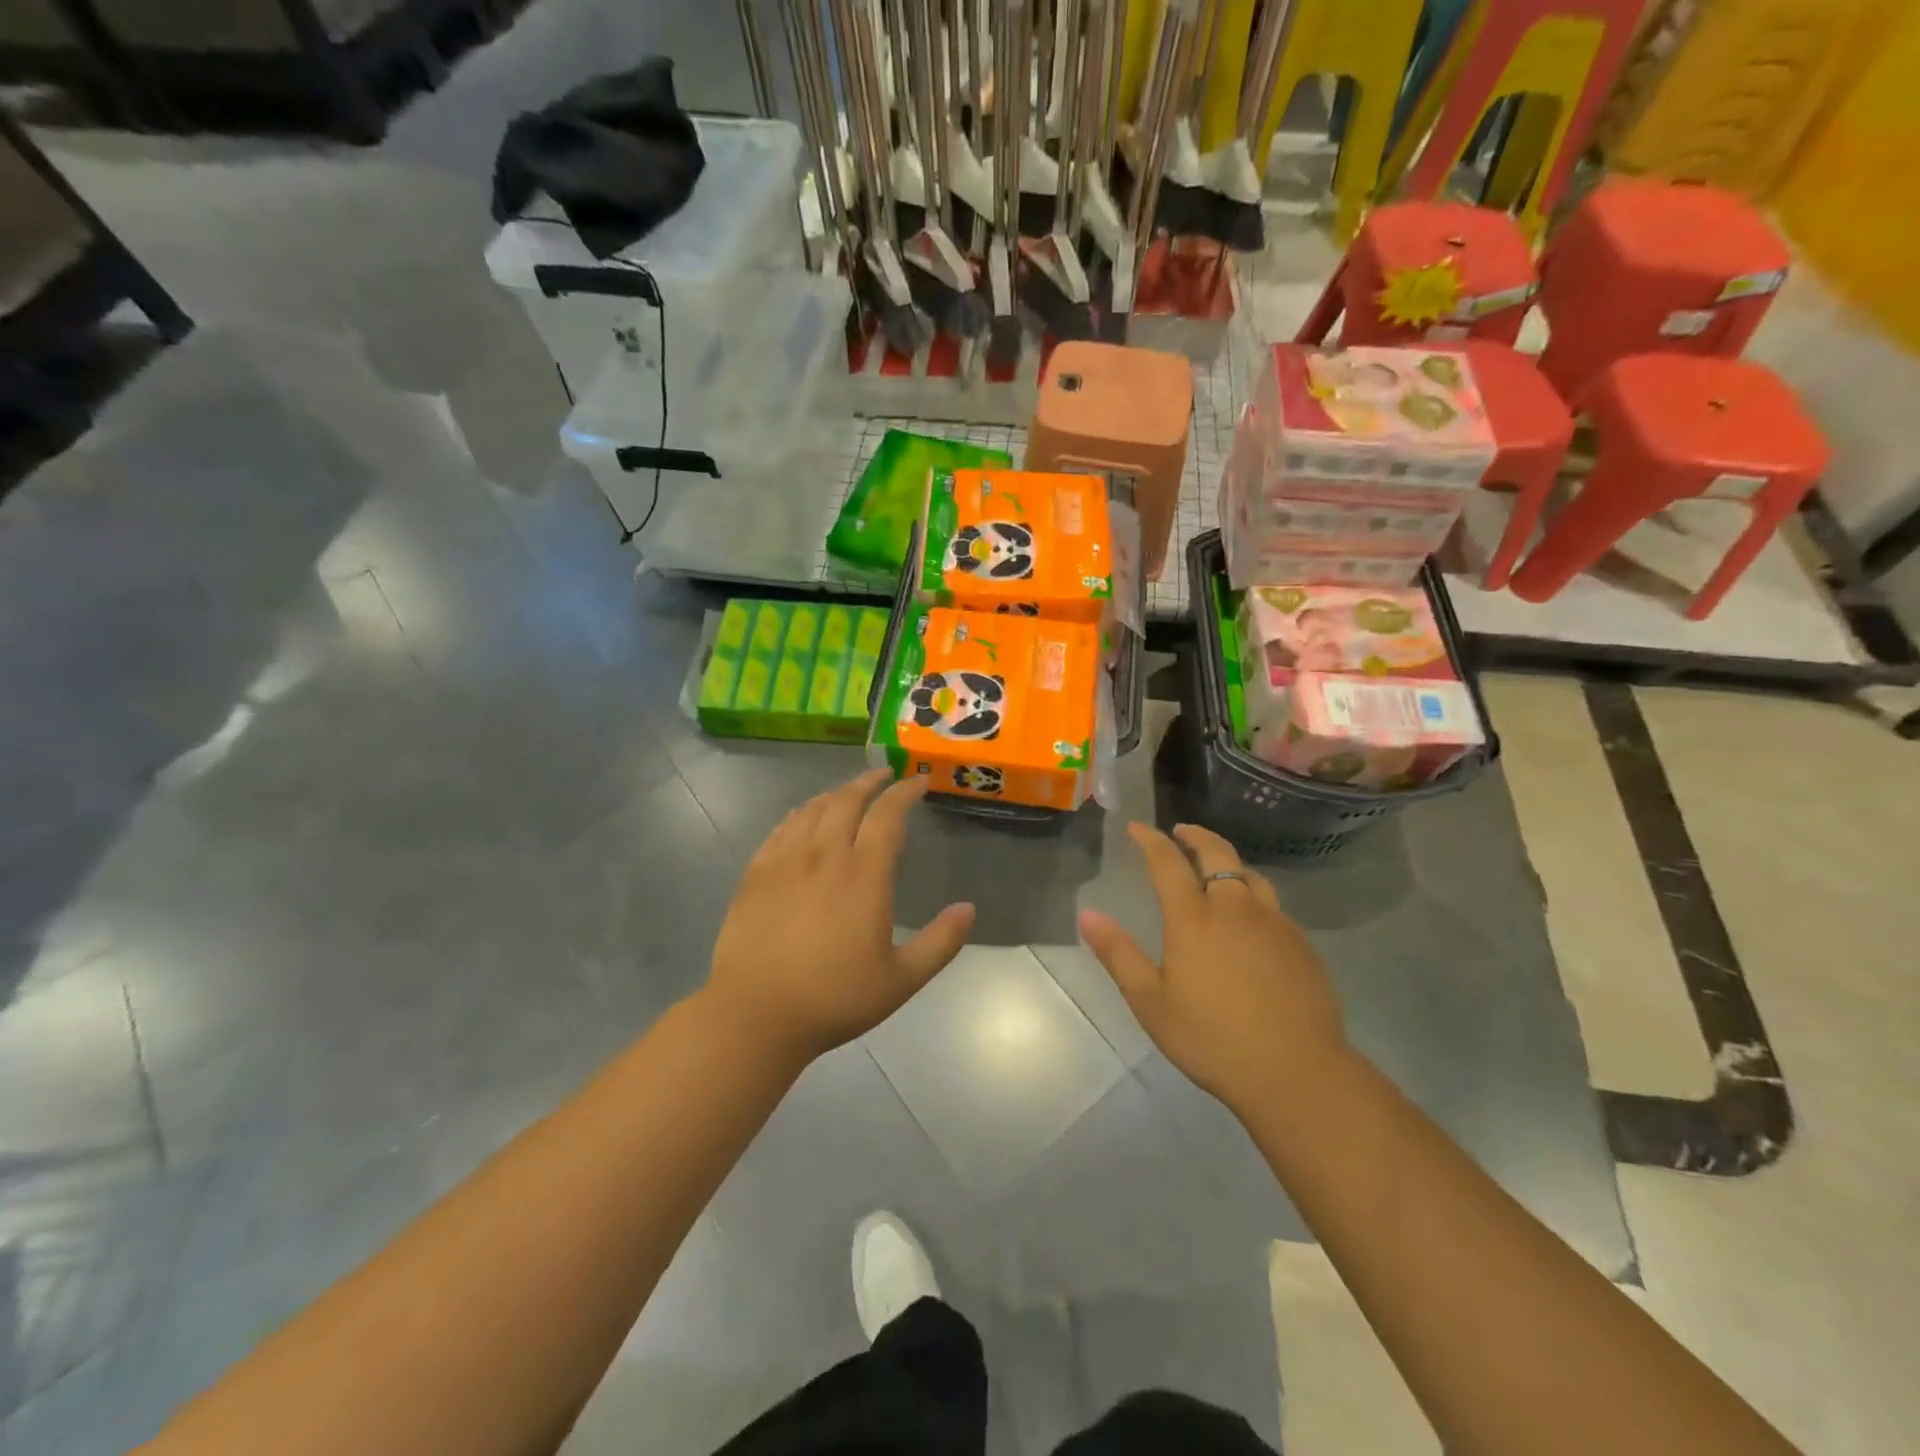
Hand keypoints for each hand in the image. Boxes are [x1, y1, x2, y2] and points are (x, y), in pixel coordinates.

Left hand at [706, 768, 974, 1067]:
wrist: (755, 1014)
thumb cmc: (834, 998)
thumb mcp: (901, 979)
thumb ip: (940, 942)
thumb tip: (968, 909)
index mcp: (864, 874)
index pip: (888, 815)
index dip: (905, 792)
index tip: (918, 781)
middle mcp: (824, 854)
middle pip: (847, 800)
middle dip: (870, 781)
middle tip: (884, 775)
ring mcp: (785, 861)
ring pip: (813, 809)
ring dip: (836, 793)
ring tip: (848, 792)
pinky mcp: (756, 874)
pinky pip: (781, 828)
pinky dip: (800, 813)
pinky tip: (803, 818)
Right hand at [1079, 823, 1344, 1115]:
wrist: (1296, 1072)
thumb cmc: (1211, 1038)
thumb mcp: (1150, 1002)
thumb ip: (1118, 954)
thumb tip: (1087, 914)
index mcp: (1194, 918)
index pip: (1168, 862)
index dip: (1151, 840)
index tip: (1137, 827)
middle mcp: (1235, 908)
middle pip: (1217, 853)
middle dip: (1195, 835)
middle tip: (1180, 831)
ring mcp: (1274, 923)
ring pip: (1250, 874)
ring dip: (1227, 861)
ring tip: (1215, 867)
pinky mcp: (1301, 944)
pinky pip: (1272, 904)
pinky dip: (1252, 894)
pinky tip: (1249, 917)